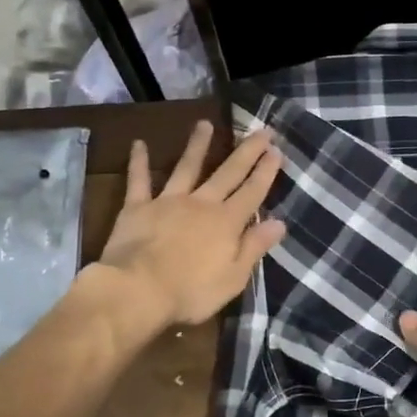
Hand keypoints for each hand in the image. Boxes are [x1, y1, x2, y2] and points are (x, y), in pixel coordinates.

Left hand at [91, 120, 286, 328]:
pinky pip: (139, 180)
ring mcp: (168, 201)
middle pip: (228, 172)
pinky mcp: (137, 207)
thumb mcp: (233, 277)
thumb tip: (279, 222)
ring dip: (197, 145)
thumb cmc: (190, 292)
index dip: (265, 171)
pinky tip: (139, 143)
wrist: (138, 290)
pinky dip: (139, 162)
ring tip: (205, 124)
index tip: (276, 151)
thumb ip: (254, 247)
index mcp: (226, 223)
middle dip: (247, 151)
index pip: (252, 192)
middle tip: (261, 130)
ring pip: (187, 167)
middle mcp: (201, 204)